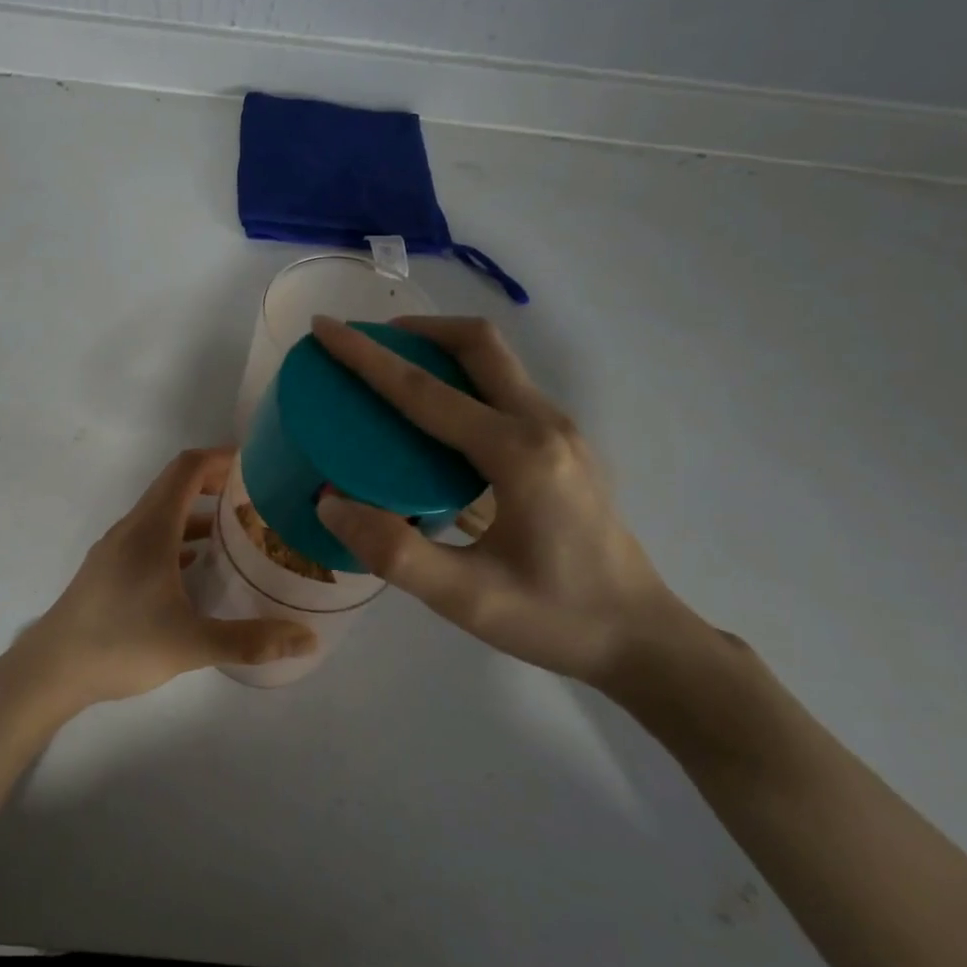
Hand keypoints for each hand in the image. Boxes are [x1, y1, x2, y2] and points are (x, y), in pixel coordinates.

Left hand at [3, 448, 315, 714]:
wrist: (50, 670)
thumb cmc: (119, 644)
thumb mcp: (191, 644)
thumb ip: (250, 640)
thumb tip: (308, 639)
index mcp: (151, 528)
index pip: (187, 468)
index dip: (222, 457)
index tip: (259, 464)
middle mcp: (133, 527)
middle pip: (176, 485)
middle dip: (217, 482)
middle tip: (260, 497)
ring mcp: (118, 548)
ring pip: (164, 513)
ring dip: (199, 512)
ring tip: (240, 531)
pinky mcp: (111, 569)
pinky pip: (152, 537)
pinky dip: (181, 538)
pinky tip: (201, 568)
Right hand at [311, 315, 701, 690]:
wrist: (642, 639)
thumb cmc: (555, 619)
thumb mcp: (467, 599)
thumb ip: (394, 552)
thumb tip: (329, 504)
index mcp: (518, 454)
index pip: (424, 391)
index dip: (366, 357)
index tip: (324, 328)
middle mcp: (544, 425)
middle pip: (478, 344)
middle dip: (416, 330)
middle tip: (365, 342)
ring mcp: (562, 431)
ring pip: (496, 361)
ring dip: (440, 349)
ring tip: (392, 371)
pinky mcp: (564, 445)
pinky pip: (505, 388)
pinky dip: (461, 379)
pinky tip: (435, 420)